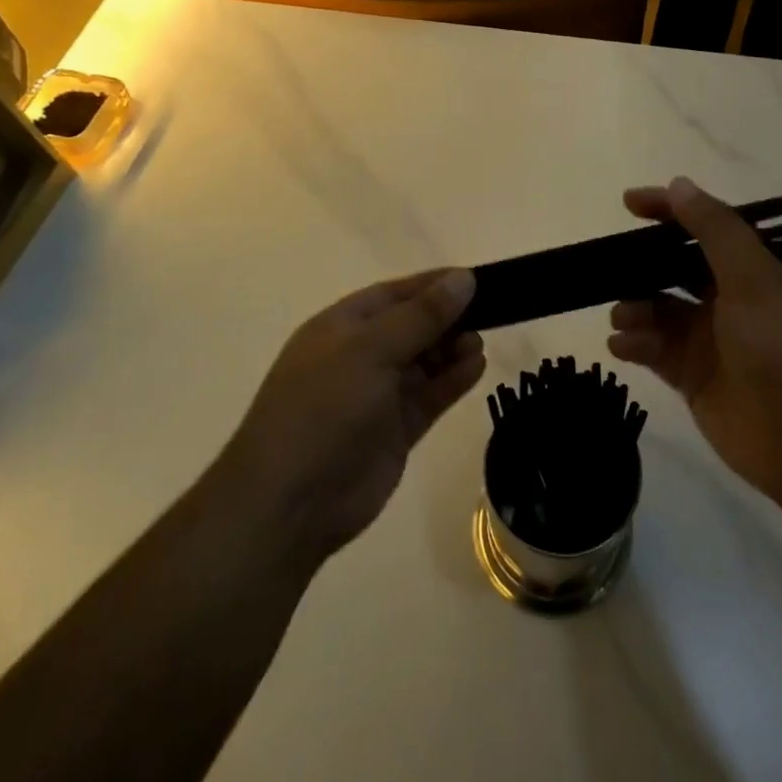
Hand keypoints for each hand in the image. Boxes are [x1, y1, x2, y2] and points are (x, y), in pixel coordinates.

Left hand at [227, 269, 484, 566]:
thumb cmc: (324, 407)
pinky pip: (431, 395)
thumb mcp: (371, 349)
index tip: (474, 279)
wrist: (291, 503)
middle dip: (448, 318)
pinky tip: (477, 366)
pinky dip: (453, 380)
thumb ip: (421, 315)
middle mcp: (360, 356)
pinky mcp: (396, 430)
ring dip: (453, 349)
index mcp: (342, 327)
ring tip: (479, 344)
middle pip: (413, 326)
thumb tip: (463, 278)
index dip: (432, 285)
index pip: (394, 294)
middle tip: (490, 312)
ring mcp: (378, 395)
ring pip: (425, 361)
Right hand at [608, 178, 781, 514]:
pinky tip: (622, 346)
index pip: (707, 227)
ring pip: (660, 309)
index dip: (669, 211)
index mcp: (756, 270)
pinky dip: (635, 343)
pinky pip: (655, 350)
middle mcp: (733, 299)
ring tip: (624, 318)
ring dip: (635, 306)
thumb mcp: (756, 281)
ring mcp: (712, 340)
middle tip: (608, 266)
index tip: (628, 203)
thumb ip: (715, 231)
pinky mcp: (695, 378)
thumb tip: (679, 184)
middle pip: (677, 268)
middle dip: (642, 265)